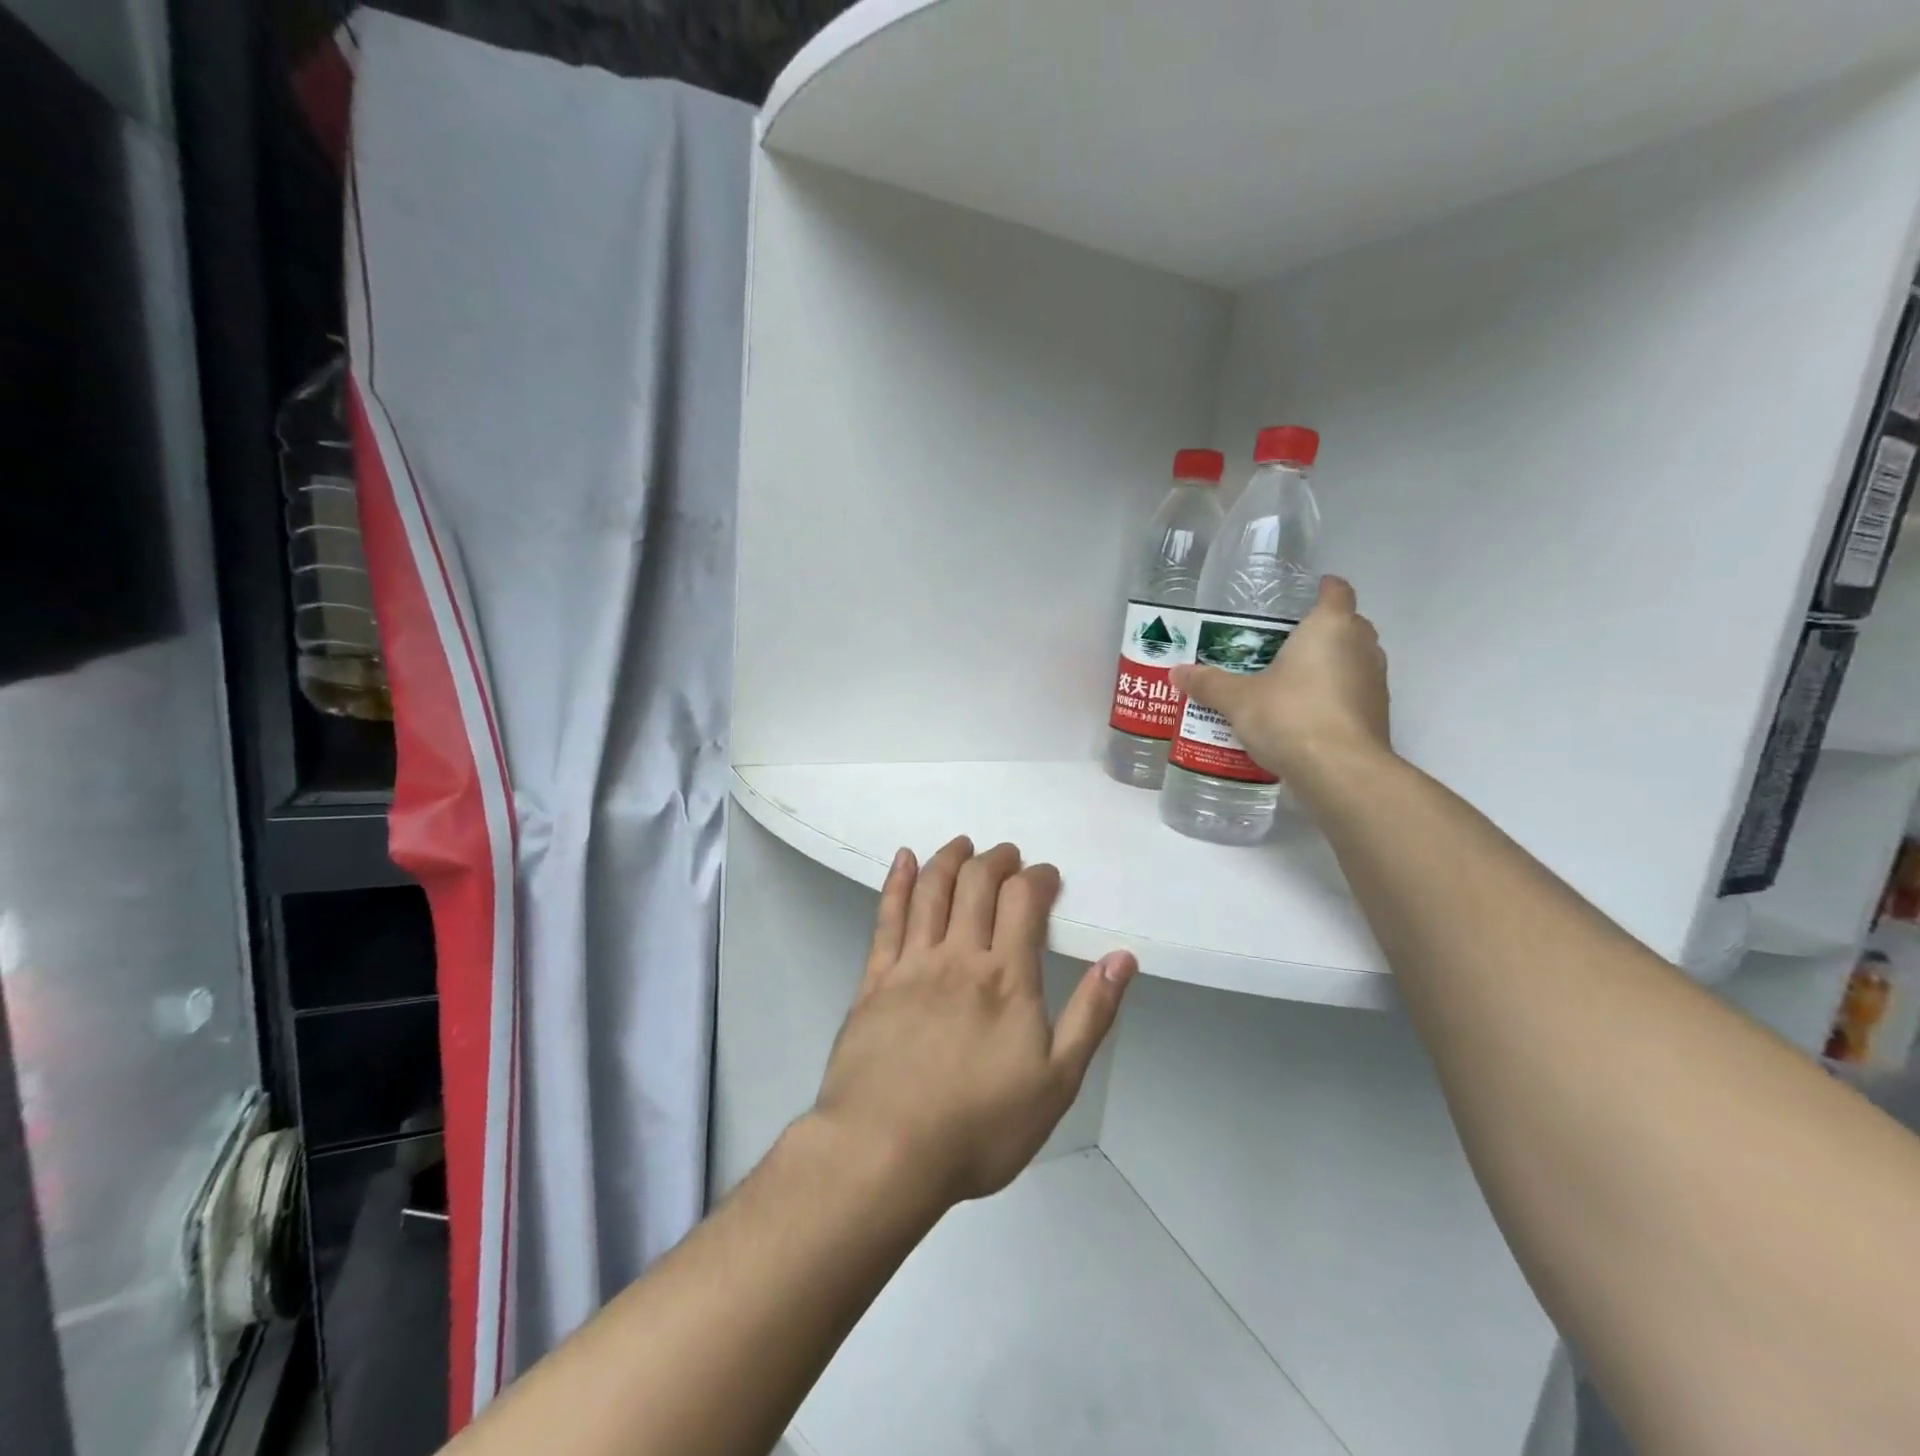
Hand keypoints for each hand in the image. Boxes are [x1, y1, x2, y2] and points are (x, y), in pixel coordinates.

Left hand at [812, 837, 1137, 1208]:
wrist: (886, 1151)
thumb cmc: (980, 1126)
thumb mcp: (1057, 1082)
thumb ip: (1091, 1015)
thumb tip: (1121, 958)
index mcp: (1007, 976)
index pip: (1023, 900)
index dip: (1037, 877)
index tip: (1046, 875)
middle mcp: (959, 955)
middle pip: (977, 884)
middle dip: (997, 860)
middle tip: (1007, 855)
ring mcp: (911, 964)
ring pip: (932, 891)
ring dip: (950, 859)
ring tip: (962, 845)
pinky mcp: (874, 979)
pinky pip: (886, 917)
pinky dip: (897, 882)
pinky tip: (903, 859)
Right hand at [1171, 574, 1390, 782]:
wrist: (1340, 772)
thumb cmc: (1290, 716)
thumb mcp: (1238, 699)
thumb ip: (1209, 684)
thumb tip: (1178, 673)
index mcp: (1330, 627)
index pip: (1336, 590)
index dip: (1321, 588)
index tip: (1303, 594)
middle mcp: (1361, 647)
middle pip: (1347, 625)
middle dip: (1320, 630)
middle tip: (1281, 643)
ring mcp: (1375, 682)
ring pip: (1352, 661)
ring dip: (1328, 666)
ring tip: (1288, 680)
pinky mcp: (1377, 716)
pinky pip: (1352, 694)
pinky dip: (1333, 697)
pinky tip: (1303, 715)